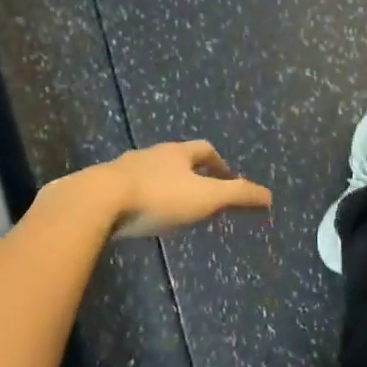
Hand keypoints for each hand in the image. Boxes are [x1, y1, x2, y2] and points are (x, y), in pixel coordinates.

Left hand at [95, 141, 272, 238]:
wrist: (98, 202)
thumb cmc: (159, 196)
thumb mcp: (205, 197)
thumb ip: (238, 196)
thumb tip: (269, 196)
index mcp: (177, 153)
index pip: (204, 150)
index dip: (219, 163)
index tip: (228, 179)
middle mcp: (151, 154)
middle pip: (176, 159)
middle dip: (191, 175)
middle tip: (202, 195)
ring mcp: (124, 169)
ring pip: (150, 173)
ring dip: (164, 186)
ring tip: (171, 208)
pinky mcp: (102, 188)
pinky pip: (127, 190)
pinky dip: (139, 199)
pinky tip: (138, 216)